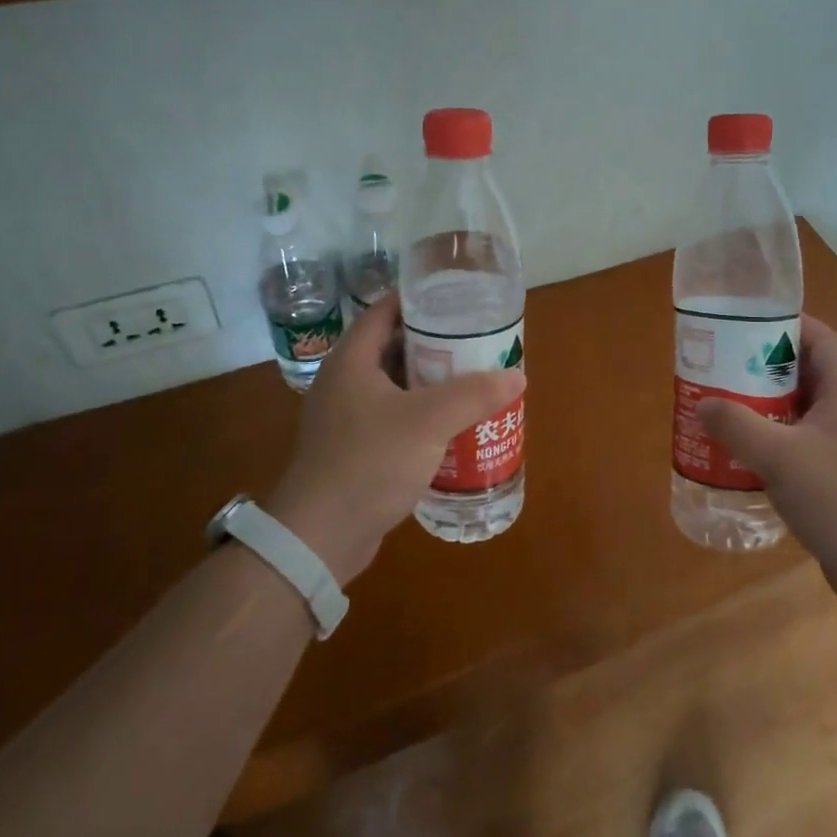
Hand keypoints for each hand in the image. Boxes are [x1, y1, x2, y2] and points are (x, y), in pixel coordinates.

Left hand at [267, 296, 524, 584]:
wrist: (321, 536)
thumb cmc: (370, 462)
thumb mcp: (428, 422)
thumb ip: (473, 394)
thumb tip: (516, 376)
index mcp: (352, 360)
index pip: (385, 311)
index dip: (420, 300)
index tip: (458, 300)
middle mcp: (344, 382)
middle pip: (393, 347)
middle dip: (435, 344)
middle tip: (476, 343)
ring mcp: (346, 418)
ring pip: (395, 386)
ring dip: (430, 383)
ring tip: (472, 380)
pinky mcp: (354, 449)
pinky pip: (393, 418)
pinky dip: (420, 415)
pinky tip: (451, 426)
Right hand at [696, 315, 836, 608]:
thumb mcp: (779, 456)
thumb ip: (737, 425)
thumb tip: (704, 405)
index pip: (821, 339)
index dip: (788, 324)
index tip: (746, 324)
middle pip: (807, 374)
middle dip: (765, 368)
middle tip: (723, 368)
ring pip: (803, 412)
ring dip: (767, 408)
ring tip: (725, 409)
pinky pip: (803, 445)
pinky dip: (775, 442)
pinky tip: (745, 457)